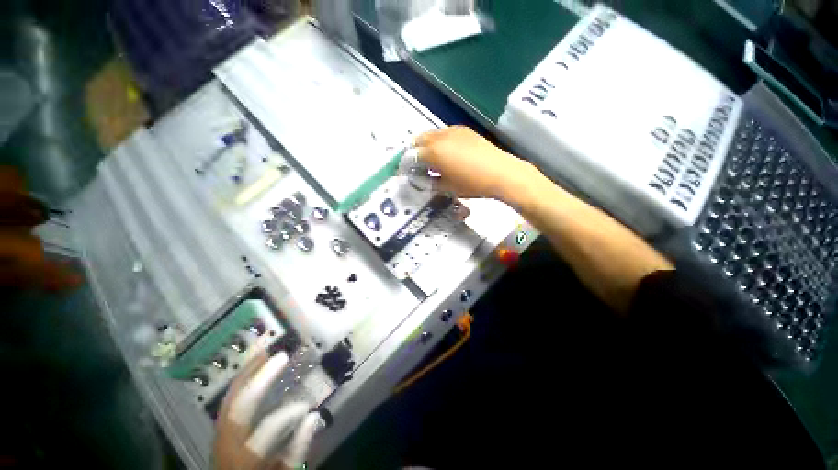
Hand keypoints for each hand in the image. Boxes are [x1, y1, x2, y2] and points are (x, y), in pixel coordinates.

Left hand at [214, 349, 320, 469]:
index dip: (286, 416)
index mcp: (244, 457)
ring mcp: (219, 434)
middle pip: (238, 407)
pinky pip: (229, 399)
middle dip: (259, 379)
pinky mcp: (220, 427)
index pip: (265, 431)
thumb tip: (313, 417)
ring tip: (264, 350)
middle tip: (280, 355)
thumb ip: (297, 450)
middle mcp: (226, 443)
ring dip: (248, 373)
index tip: (306, 407)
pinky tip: (252, 367)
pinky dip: (241, 380)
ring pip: (230, 398)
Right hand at [414, 126, 535, 201]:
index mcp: (433, 152)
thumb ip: (430, 181)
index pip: (411, 156)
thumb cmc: (472, 184)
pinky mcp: (464, 130)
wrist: (501, 172)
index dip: (405, 164)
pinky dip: (439, 140)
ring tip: (430, 158)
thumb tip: (421, 179)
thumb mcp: (447, 187)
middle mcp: (439, 137)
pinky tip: (446, 151)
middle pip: (418, 140)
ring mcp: (453, 131)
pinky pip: (444, 132)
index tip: (404, 172)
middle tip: (415, 164)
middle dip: (413, 151)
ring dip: (426, 144)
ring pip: (431, 134)